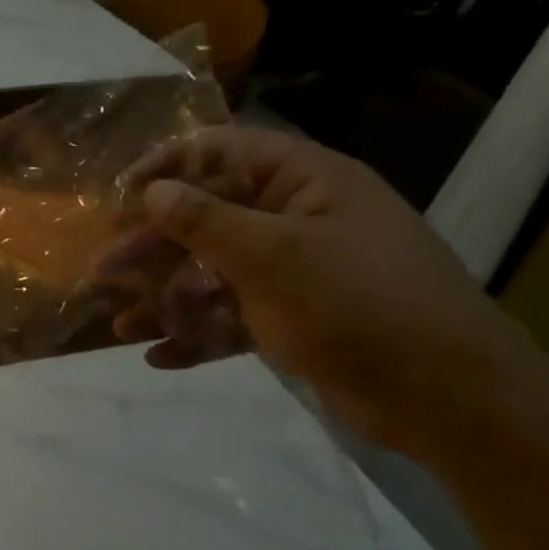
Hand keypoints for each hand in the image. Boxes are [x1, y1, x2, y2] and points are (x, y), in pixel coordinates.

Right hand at [94, 125, 536, 450]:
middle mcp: (295, 220)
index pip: (220, 153)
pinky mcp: (293, 322)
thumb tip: (154, 190)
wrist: (446, 396)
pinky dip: (198, 336)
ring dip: (166, 299)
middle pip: (207, 220)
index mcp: (303, 183)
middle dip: (152, 248)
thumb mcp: (274, 256)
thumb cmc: (358, 305)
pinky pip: (233, 320)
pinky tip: (160, 356)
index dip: (165, 169)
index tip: (117, 199)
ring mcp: (294, 274)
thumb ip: (206, 221)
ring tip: (120, 325)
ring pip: (213, 275)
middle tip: (102, 271)